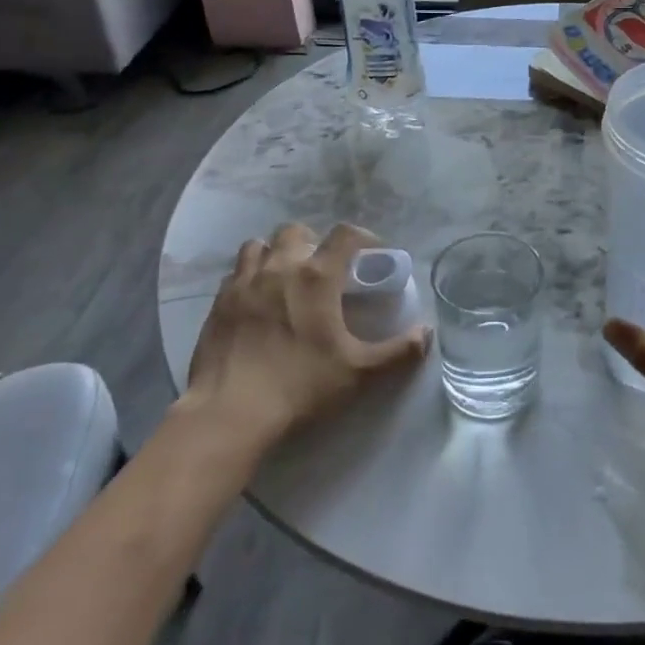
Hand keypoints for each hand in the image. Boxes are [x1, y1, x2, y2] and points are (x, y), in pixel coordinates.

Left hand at [178, 221, 430, 453]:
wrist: (228, 414)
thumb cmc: (299, 386)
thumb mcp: (358, 372)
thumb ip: (398, 351)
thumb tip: (426, 333)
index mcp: (317, 276)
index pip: (346, 234)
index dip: (364, 237)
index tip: (372, 254)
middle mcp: (279, 267)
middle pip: (297, 231)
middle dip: (313, 242)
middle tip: (324, 269)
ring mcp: (243, 282)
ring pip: (259, 245)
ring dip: (276, 253)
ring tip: (286, 278)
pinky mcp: (218, 303)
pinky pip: (235, 273)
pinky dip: (249, 277)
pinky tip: (256, 301)